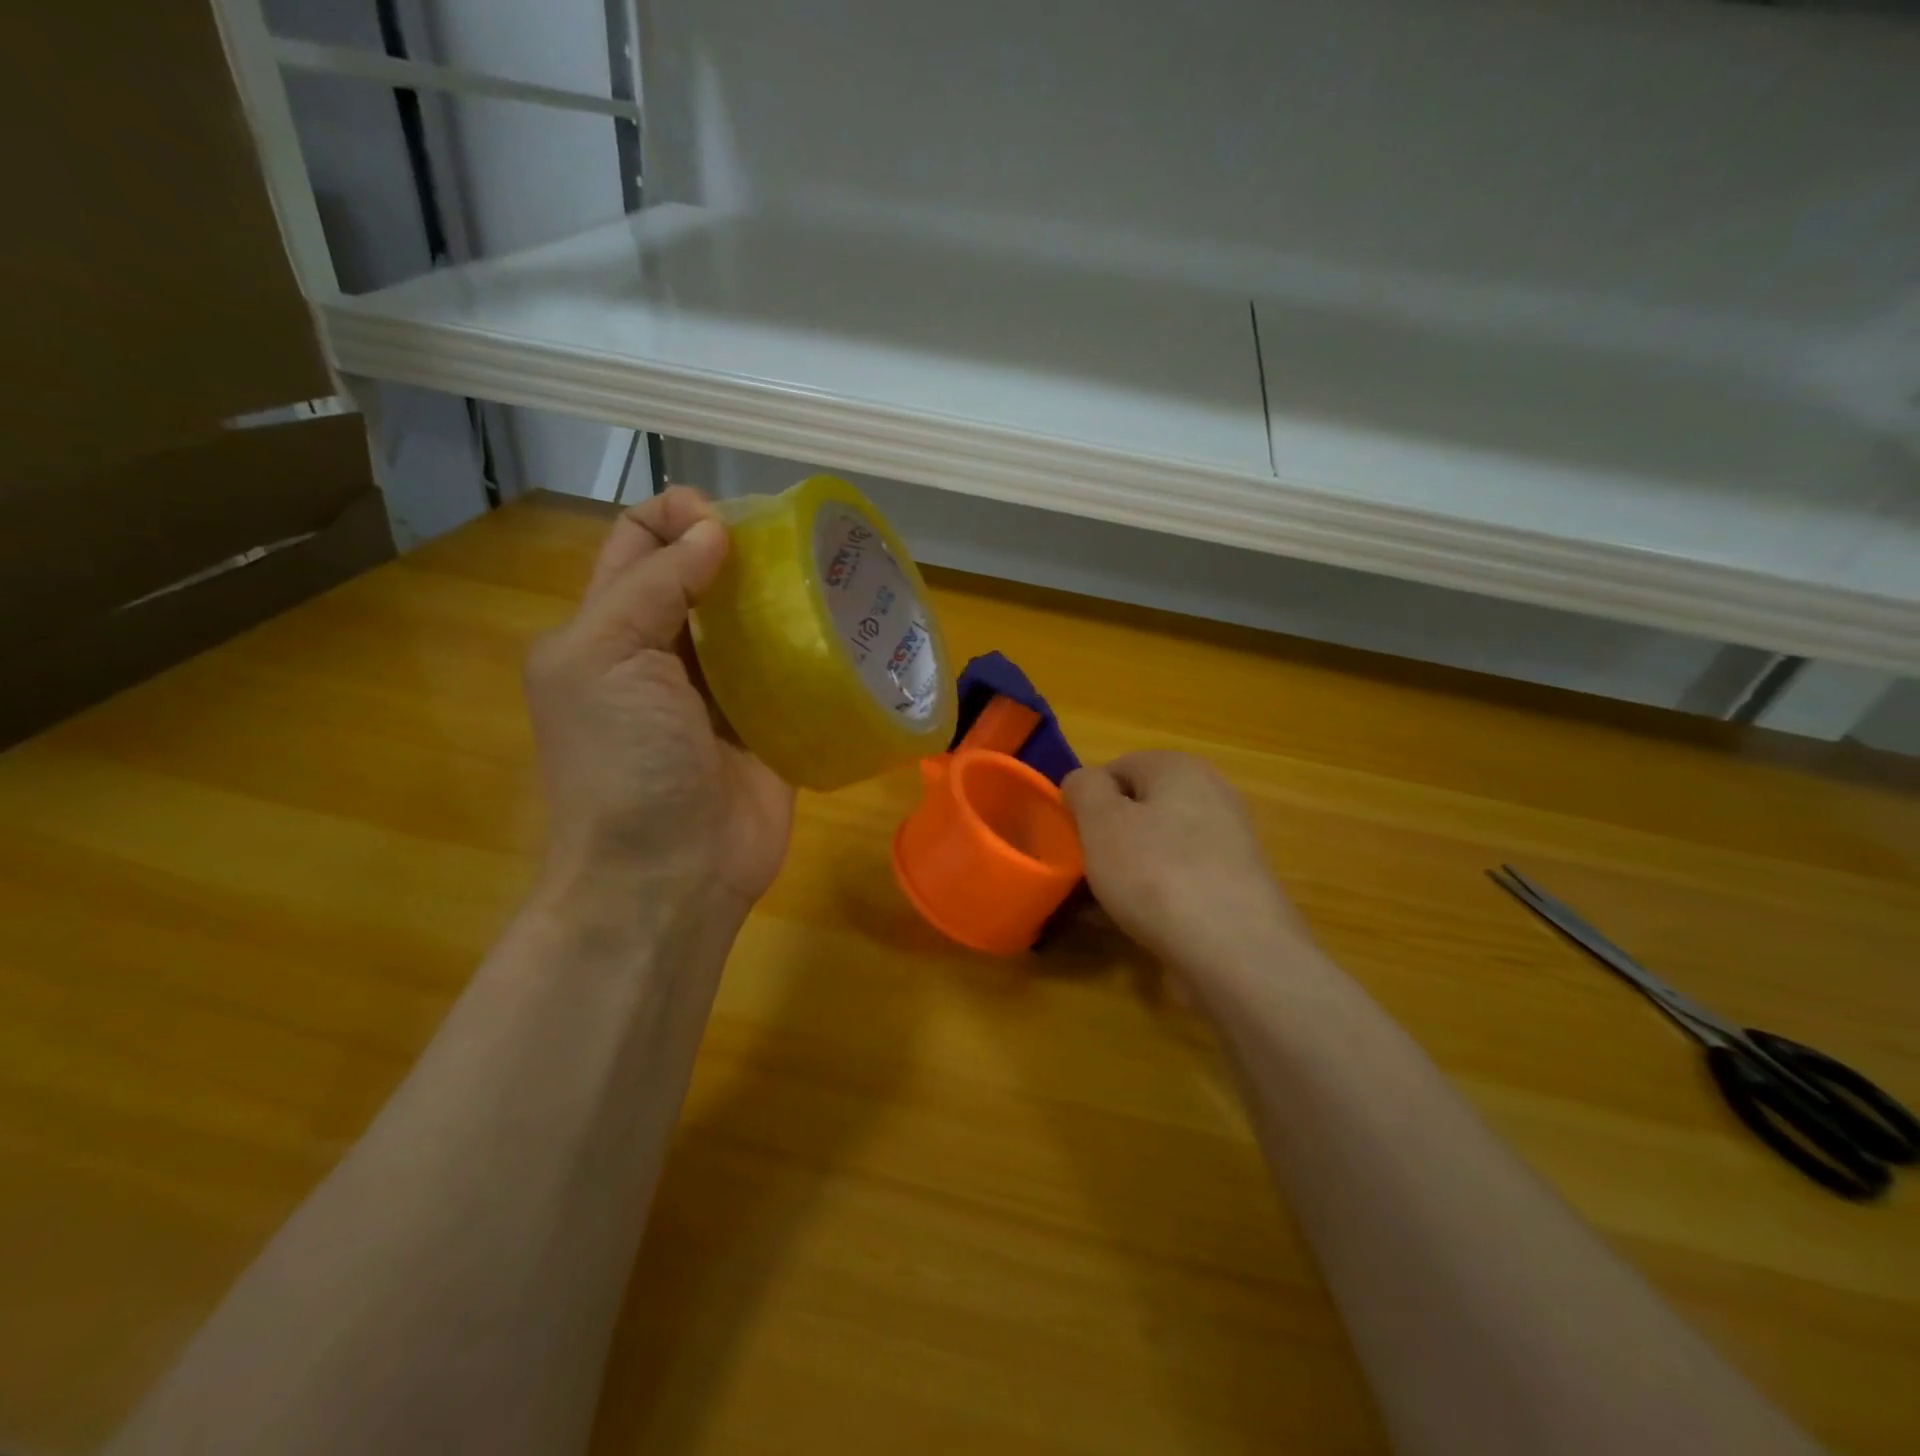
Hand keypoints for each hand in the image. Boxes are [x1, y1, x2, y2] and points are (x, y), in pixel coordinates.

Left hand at [524, 487, 794, 919]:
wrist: (668, 876)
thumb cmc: (622, 765)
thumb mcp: (607, 660)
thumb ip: (654, 587)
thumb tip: (712, 530)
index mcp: (610, 630)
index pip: (638, 543)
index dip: (676, 516)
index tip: (728, 522)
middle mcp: (665, 655)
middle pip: (704, 579)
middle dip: (743, 551)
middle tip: (795, 546)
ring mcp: (721, 695)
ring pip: (755, 624)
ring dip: (785, 598)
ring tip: (831, 577)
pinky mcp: (769, 728)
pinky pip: (793, 676)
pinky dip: (815, 652)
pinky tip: (848, 631)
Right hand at [1064, 751, 1310, 980]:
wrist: (1234, 952)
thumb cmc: (1156, 872)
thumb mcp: (1101, 821)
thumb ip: (1084, 788)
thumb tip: (1084, 782)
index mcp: (1180, 767)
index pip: (1117, 768)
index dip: (1088, 799)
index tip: (1074, 836)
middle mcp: (1211, 795)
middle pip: (1140, 808)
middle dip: (1108, 837)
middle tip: (1085, 869)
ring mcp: (1227, 844)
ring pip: (1158, 847)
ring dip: (1127, 870)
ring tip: (1101, 904)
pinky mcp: (1234, 888)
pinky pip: (1179, 880)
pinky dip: (1154, 896)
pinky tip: (1132, 924)